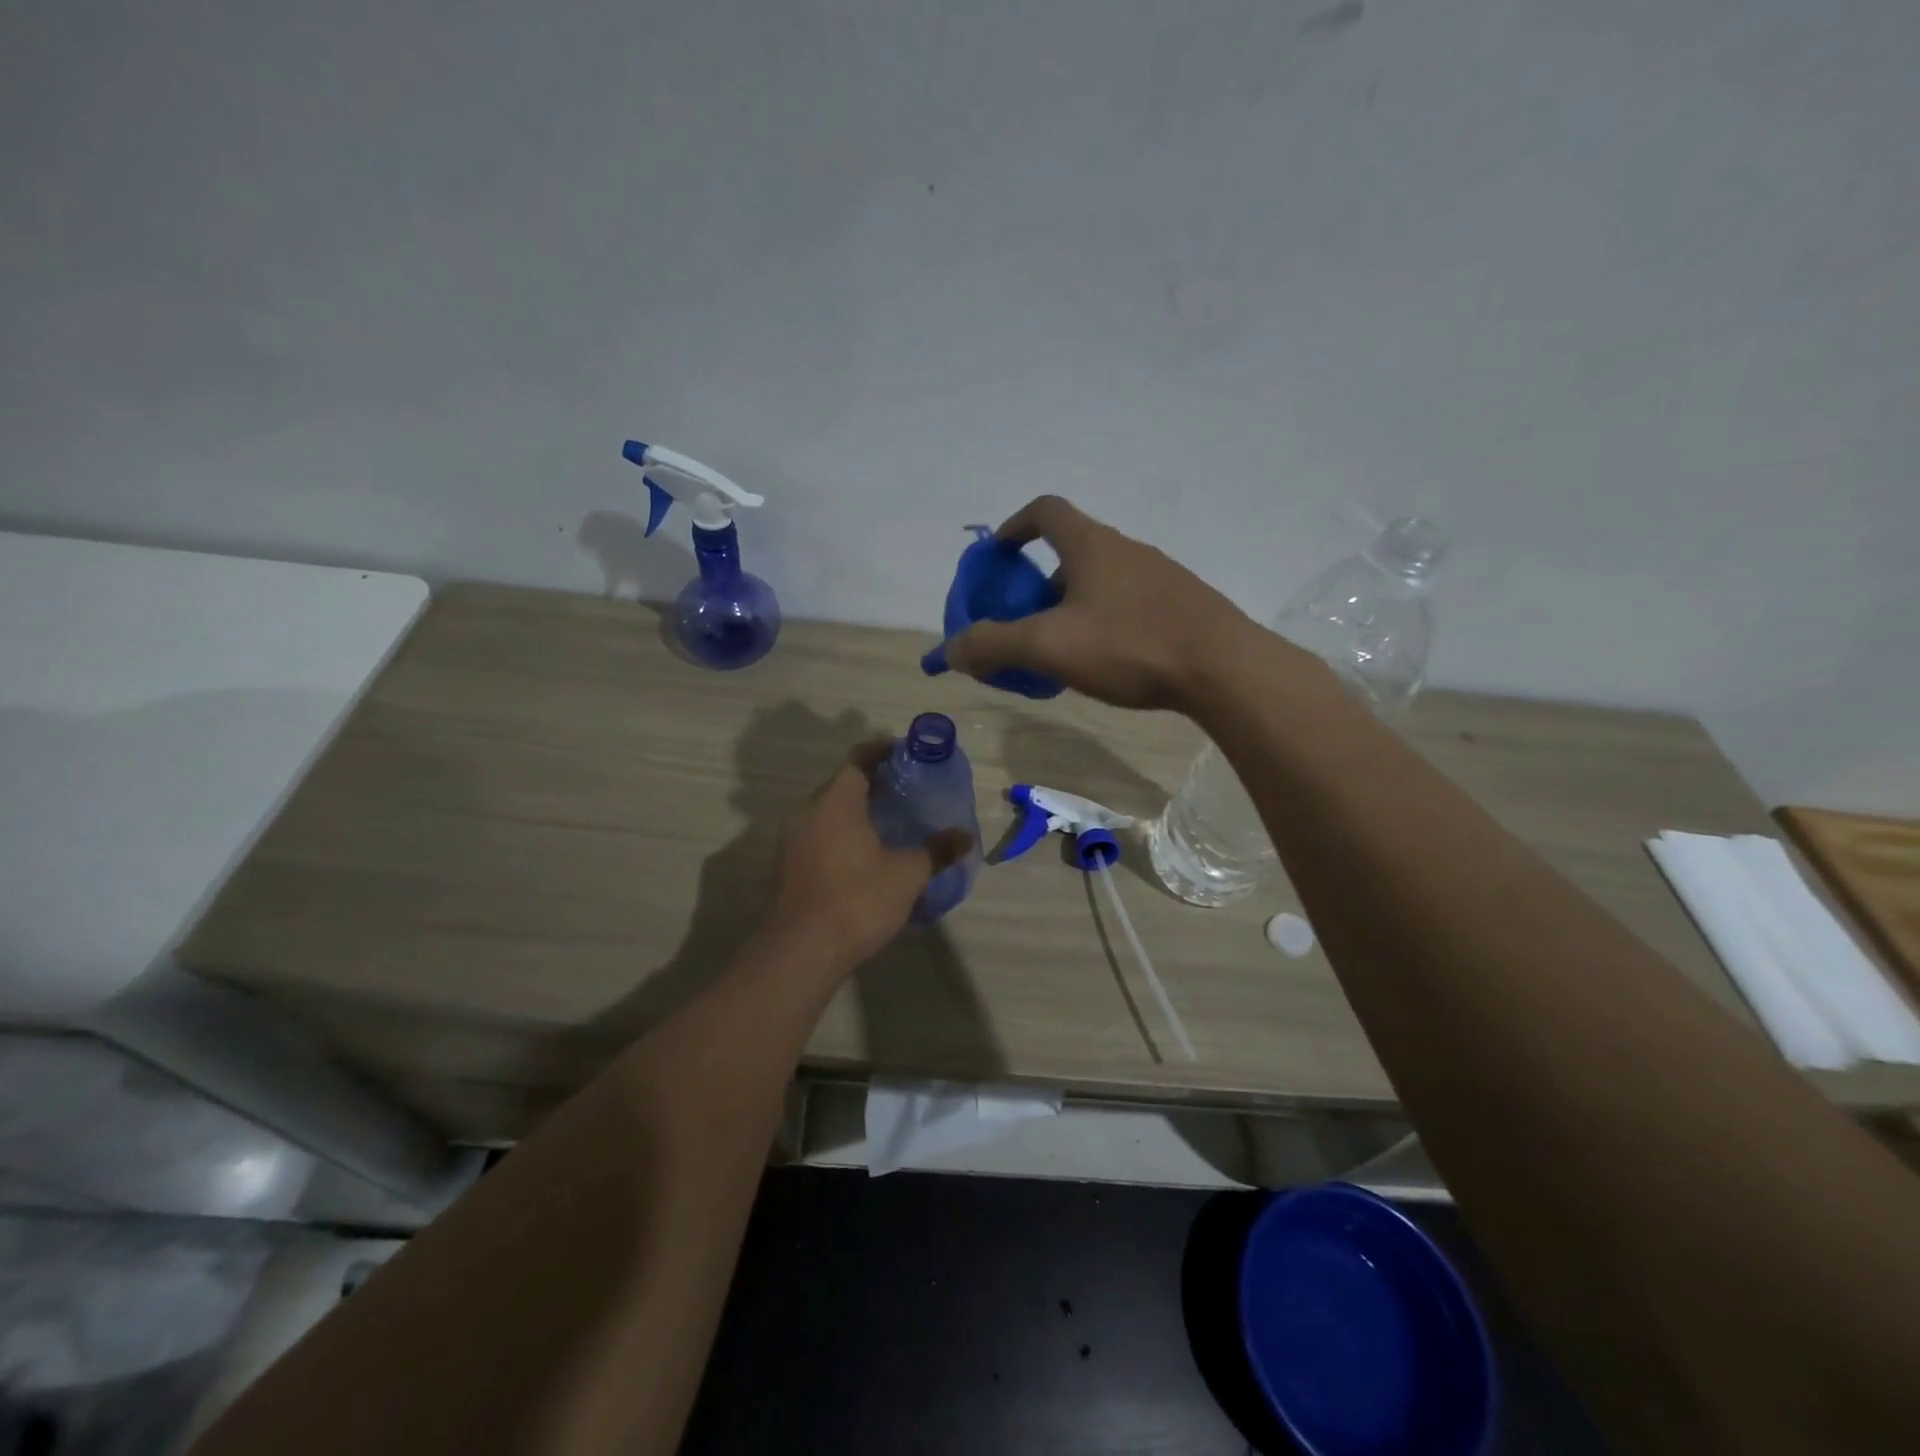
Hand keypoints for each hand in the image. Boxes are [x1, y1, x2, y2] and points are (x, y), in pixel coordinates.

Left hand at [767, 739, 973, 970]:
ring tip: (889, 823)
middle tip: (906, 792)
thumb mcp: (907, 874)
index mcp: (836, 800)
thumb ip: (936, 850)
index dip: (884, 750)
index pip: (859, 758)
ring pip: (828, 811)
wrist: (802, 950)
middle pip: (842, 784)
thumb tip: (965, 837)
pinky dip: (842, 834)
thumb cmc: (857, 899)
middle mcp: (808, 810)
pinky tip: (865, 854)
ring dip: (856, 811)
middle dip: (874, 783)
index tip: (907, 753)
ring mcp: (792, 839)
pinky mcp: (787, 865)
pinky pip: (819, 834)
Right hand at [923, 496, 1264, 711]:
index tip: (998, 555)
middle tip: (1025, 623)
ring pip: (1102, 582)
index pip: (1046, 511)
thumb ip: (993, 644)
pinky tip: (1108, 661)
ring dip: (1073, 606)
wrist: (1223, 669)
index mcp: (1092, 545)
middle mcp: (1127, 549)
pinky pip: (1130, 604)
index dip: (1015, 525)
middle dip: (1039, 584)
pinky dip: (1105, 622)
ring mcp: (1161, 576)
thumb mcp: (1049, 646)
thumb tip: (952, 649)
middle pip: (1072, 552)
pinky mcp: (1183, 606)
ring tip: (1063, 651)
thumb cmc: (1129, 645)